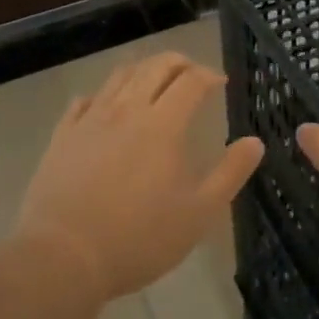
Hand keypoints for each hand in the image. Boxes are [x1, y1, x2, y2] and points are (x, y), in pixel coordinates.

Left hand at [16, 53, 263, 300]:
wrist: (63, 256)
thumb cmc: (138, 237)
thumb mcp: (198, 214)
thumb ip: (229, 174)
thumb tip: (255, 142)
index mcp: (163, 124)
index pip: (191, 81)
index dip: (208, 75)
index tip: (220, 83)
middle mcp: (127, 109)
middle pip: (155, 66)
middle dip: (178, 62)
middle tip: (191, 73)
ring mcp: (91, 119)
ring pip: (119, 75)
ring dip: (142, 69)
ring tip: (152, 80)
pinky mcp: (64, 135)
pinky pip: (83, 100)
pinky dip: (101, 95)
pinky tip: (104, 105)